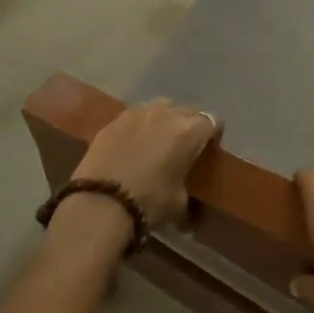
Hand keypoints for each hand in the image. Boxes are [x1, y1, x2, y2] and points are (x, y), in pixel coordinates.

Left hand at [68, 98, 220, 232]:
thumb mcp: (179, 203)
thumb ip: (188, 190)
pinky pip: (134, 117)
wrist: (100, 203)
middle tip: (183, 146)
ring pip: (159, 107)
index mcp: (189, 131)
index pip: (213, 121)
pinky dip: (138, 127)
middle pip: (186, 110)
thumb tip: (189, 204)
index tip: (209, 147)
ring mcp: (137, 113)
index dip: (213, 134)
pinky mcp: (113, 120)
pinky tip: (132, 144)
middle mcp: (166, 114)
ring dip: (163, 120)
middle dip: (188, 124)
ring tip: (156, 140)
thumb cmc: (149, 202)